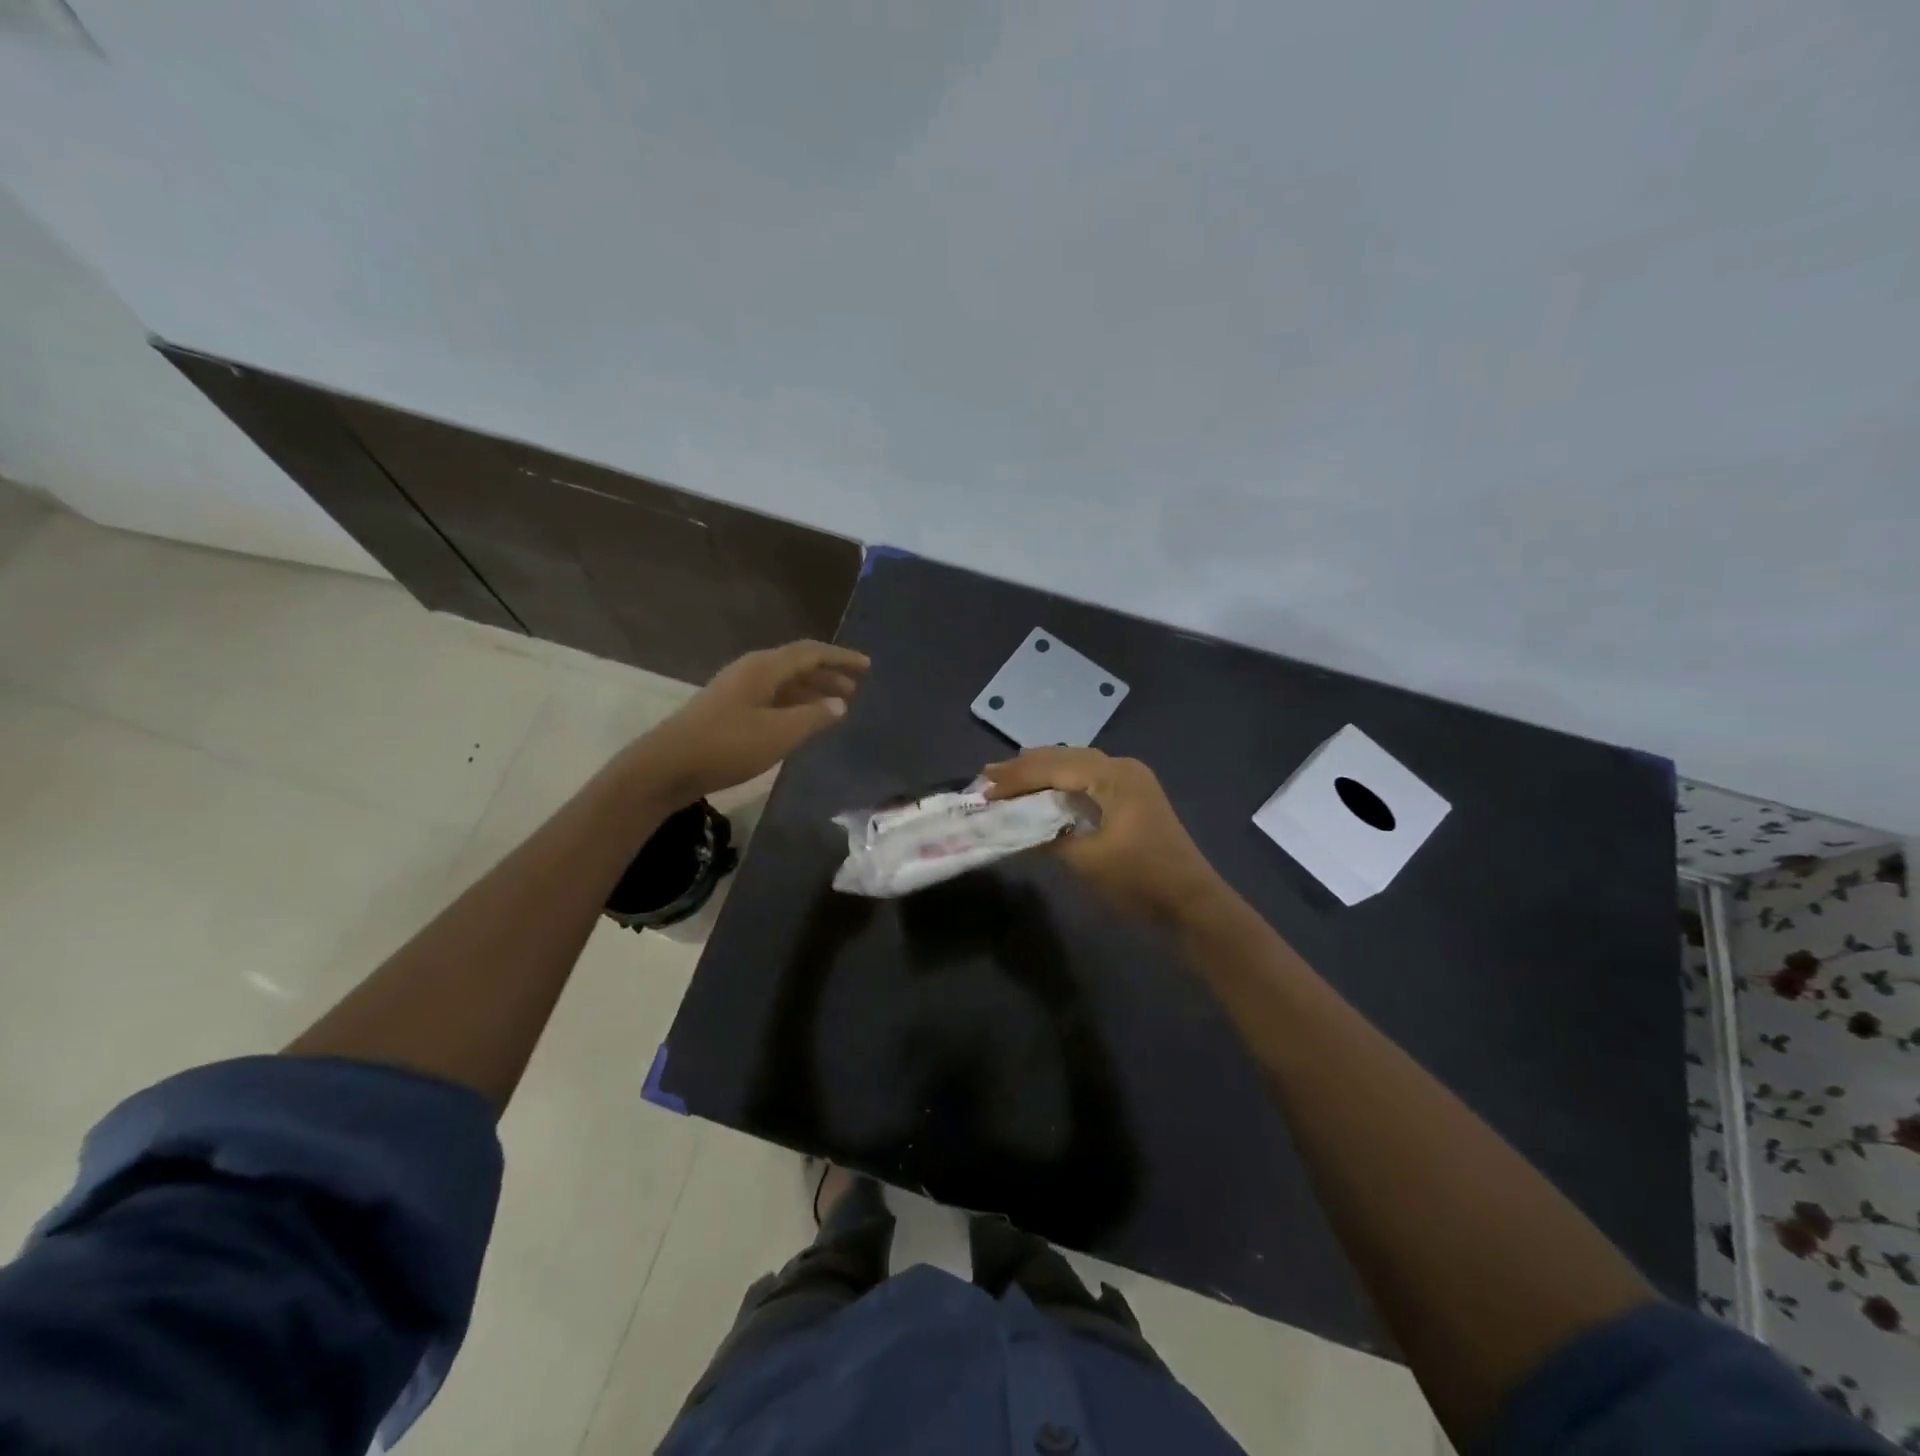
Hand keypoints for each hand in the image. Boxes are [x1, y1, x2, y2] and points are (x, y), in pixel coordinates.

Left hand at [633, 640, 868, 805]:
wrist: (666, 767)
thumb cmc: (726, 746)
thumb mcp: (778, 734)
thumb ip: (813, 717)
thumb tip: (840, 703)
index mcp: (763, 668)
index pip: (810, 653)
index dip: (840, 657)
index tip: (867, 666)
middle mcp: (751, 671)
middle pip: (797, 665)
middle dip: (827, 675)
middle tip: (855, 689)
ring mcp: (737, 690)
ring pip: (784, 683)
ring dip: (811, 691)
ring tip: (836, 706)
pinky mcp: (728, 710)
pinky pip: (772, 698)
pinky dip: (794, 705)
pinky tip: (803, 722)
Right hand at [983, 747, 1225, 922]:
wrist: (1192, 903)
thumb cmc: (1140, 880)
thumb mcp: (1087, 860)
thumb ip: (1047, 836)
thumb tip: (1014, 826)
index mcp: (1114, 776)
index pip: (1054, 767)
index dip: (1017, 777)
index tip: (984, 787)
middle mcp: (1122, 767)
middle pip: (1065, 758)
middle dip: (1026, 768)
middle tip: (989, 778)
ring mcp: (1131, 780)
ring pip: (1076, 765)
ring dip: (1042, 773)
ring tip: (1008, 781)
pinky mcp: (1133, 796)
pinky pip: (1089, 778)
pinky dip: (1061, 783)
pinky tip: (1043, 792)